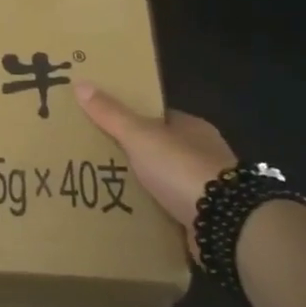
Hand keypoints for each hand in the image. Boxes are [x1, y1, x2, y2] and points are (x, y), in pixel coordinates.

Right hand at [75, 82, 236, 261]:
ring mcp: (209, 188)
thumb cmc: (182, 168)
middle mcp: (204, 154)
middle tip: (99, 160)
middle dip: (136, 155)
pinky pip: (174, 209)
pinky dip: (157, 212)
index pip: (158, 117)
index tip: (104, 125)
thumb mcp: (140, 136)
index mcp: (192, 128)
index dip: (132, 119)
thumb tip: (81, 83)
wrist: (225, 223)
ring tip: (109, 189)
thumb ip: (112, 114)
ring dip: (147, 186)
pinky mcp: (208, 218)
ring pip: (168, 180)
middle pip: (162, 149)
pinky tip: (133, 215)